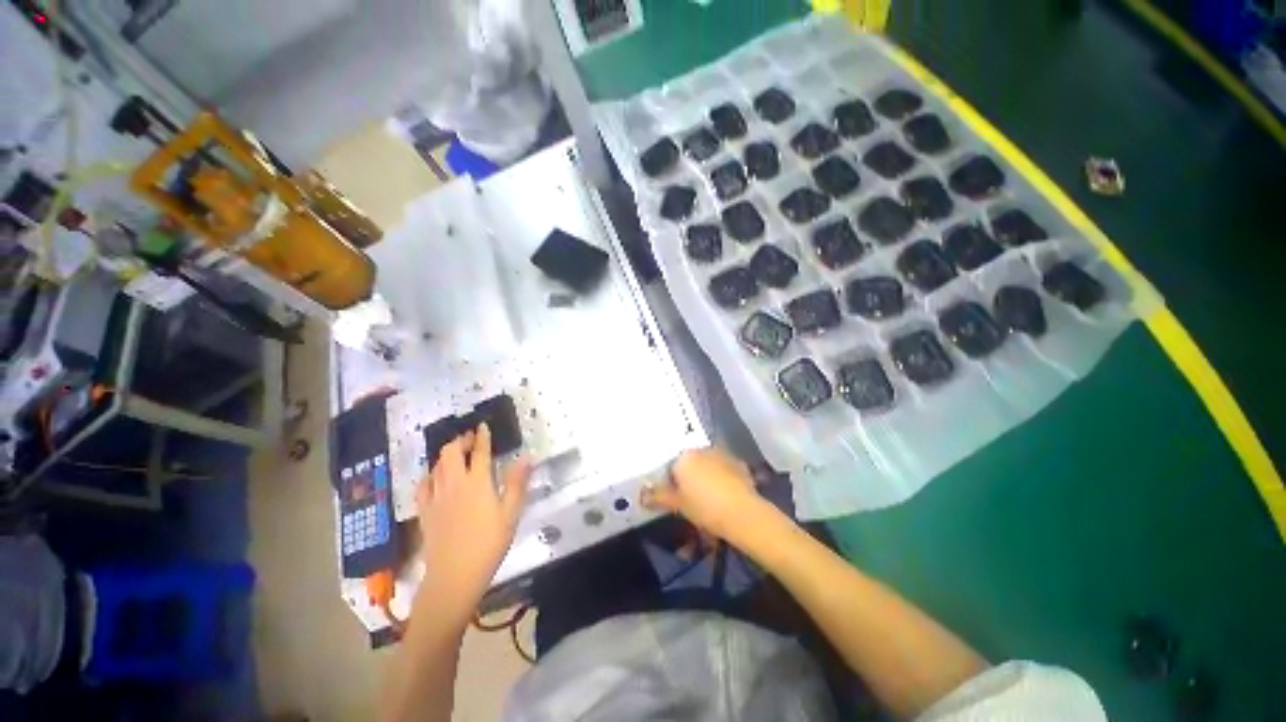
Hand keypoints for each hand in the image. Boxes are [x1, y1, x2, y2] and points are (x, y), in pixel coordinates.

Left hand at [416, 423, 530, 621]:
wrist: (454, 576)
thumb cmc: (489, 543)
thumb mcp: (511, 513)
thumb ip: (518, 483)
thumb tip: (527, 457)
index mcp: (477, 482)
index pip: (480, 451)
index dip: (482, 436)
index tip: (483, 425)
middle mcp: (454, 483)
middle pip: (451, 452)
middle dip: (460, 441)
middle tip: (470, 439)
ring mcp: (436, 497)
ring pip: (436, 465)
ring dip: (446, 454)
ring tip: (457, 454)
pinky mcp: (425, 512)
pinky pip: (423, 485)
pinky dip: (430, 475)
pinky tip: (435, 477)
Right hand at [641, 448, 779, 545]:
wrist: (742, 513)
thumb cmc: (703, 506)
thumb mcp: (677, 505)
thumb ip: (658, 497)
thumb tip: (643, 495)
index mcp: (685, 456)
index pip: (671, 465)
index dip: (671, 482)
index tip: (674, 497)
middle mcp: (703, 450)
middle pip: (690, 462)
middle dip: (689, 477)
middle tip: (691, 499)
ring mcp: (723, 455)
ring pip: (708, 464)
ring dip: (707, 476)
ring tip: (710, 498)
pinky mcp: (739, 463)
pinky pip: (725, 469)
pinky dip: (723, 478)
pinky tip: (725, 495)